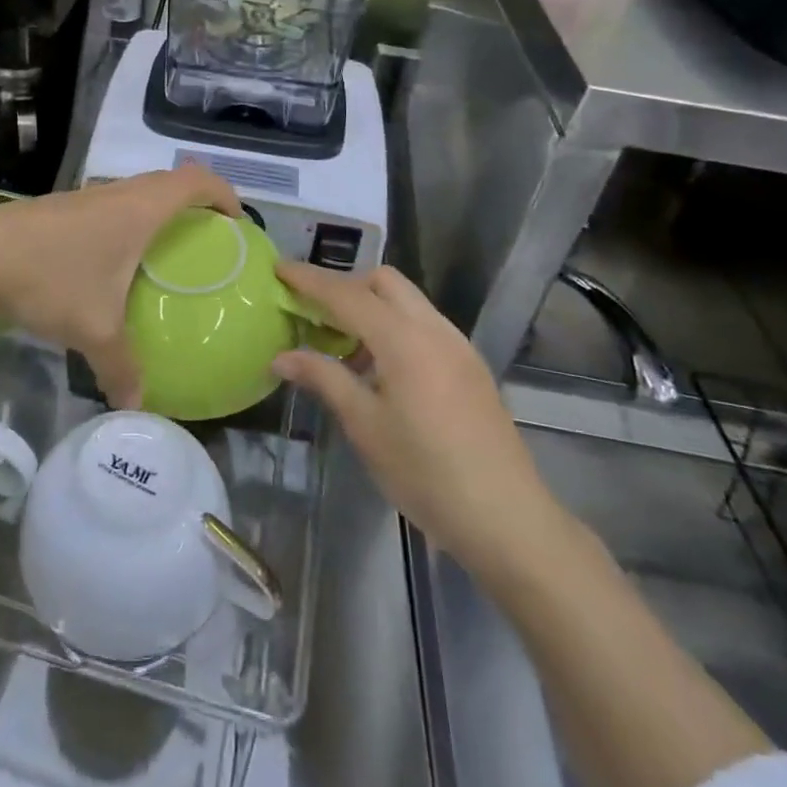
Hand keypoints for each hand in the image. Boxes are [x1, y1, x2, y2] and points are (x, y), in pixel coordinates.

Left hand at [0, 166, 239, 408]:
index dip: (223, 193)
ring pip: (134, 192)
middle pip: (168, 181)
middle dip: (194, 202)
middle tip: (206, 238)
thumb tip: (136, 403)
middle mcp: (116, 193)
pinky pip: (108, 205)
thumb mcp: (93, 329)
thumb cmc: (50, 279)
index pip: (196, 181)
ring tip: (161, 250)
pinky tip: (109, 260)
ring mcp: (84, 197)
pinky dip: (124, 220)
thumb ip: (121, 367)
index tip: (236, 222)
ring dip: (156, 210)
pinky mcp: (58, 207)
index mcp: (139, 209)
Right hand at [273, 263, 566, 579]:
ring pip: (407, 300)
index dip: (310, 279)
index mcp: (404, 338)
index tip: (279, 268)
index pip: (347, 294)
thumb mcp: (365, 426)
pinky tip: (380, 368)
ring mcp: (457, 345)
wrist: (507, 518)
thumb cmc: (426, 473)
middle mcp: (433, 328)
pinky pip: (424, 324)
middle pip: (383, 281)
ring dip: (371, 306)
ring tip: (342, 344)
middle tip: (312, 310)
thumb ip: (324, 378)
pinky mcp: (470, 365)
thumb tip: (282, 355)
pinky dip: (394, 326)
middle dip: (345, 285)